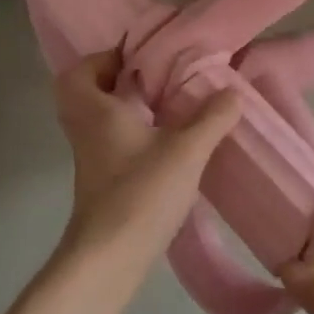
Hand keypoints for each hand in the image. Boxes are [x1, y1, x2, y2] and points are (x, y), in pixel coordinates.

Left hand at [52, 50, 242, 275]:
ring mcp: (89, 158)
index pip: (80, 71)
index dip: (103, 58)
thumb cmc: (141, 193)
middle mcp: (85, 129)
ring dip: (120, 108)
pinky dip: (126, 133)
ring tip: (161, 105)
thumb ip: (211, 118)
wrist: (109, 257)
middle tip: (149, 79)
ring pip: (95, 119)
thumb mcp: (186, 151)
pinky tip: (161, 142)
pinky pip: (106, 141)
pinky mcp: (99, 181)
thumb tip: (233, 91)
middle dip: (112, 81)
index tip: (137, 57)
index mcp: (96, 111)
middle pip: (82, 93)